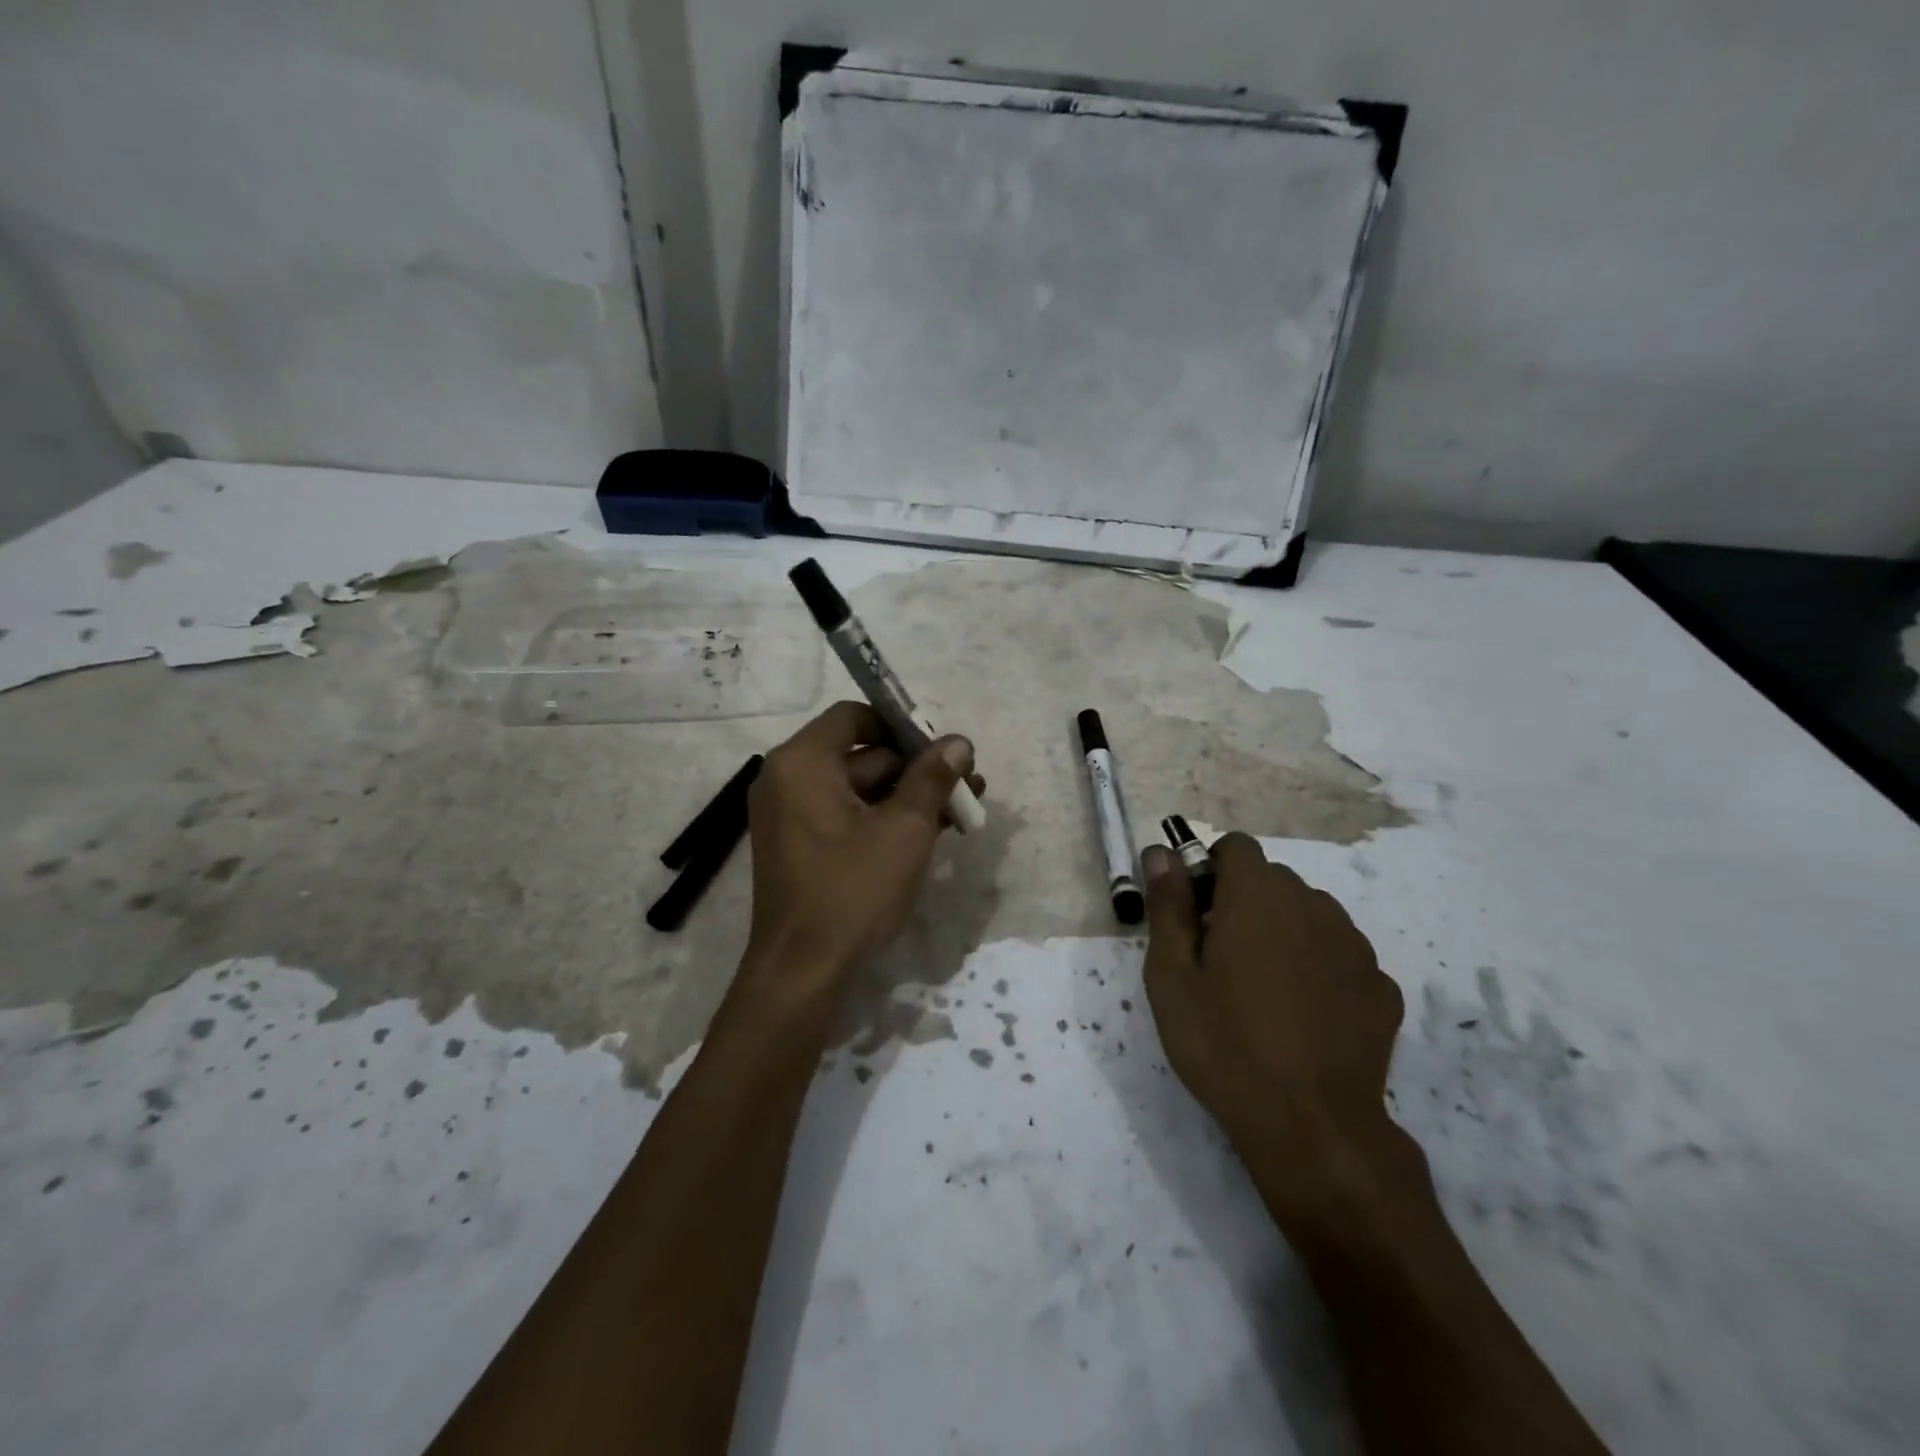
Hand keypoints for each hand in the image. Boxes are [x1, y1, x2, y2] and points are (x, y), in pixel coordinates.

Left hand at [739, 701, 977, 1000]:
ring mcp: (792, 816)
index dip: (902, 726)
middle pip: (862, 754)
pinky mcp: (802, 846)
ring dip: (908, 796)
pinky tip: (932, 832)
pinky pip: (847, 816)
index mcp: (803, 762)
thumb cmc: (852, 890)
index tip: (941, 748)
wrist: (803, 971)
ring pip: (860, 789)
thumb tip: (959, 742)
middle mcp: (788, 780)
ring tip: (962, 811)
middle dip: (917, 768)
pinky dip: (884, 819)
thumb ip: (932, 778)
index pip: (855, 716)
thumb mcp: (904, 829)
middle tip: (967, 784)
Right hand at [1141, 833, 1408, 1233]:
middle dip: (1243, 902)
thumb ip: (1168, 904)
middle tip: (1219, 959)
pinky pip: (1341, 956)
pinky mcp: (1381, 988)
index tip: (1196, 914)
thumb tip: (1160, 851)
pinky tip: (1305, 1018)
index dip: (1210, 870)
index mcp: (1258, 896)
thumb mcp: (1171, 974)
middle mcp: (1313, 906)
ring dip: (1284, 932)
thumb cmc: (1222, 1042)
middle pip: (1273, 880)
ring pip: (1310, 915)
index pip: (1236, 846)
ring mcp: (1355, 947)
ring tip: (1263, 991)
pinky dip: (1319, 969)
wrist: (1310, 1127)